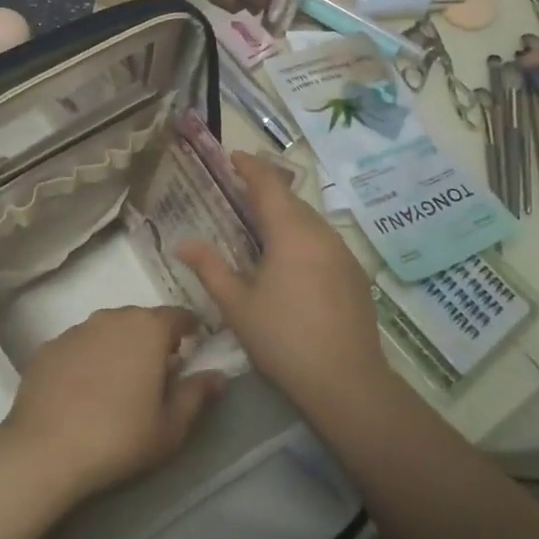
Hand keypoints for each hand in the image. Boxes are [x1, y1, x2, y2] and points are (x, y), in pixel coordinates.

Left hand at [2, 306, 225, 500]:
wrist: (45, 450)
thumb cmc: (120, 437)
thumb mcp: (171, 426)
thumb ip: (197, 395)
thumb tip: (218, 376)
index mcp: (148, 328)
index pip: (178, 316)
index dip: (189, 331)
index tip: (193, 350)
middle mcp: (112, 317)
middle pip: (141, 321)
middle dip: (152, 341)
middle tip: (156, 375)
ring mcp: (76, 329)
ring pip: (108, 331)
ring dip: (118, 348)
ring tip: (117, 384)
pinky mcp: (48, 347)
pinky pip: (78, 347)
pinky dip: (86, 360)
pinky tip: (82, 392)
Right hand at [176, 152, 392, 421]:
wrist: (347, 382)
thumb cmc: (283, 340)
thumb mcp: (237, 305)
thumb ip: (210, 267)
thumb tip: (183, 242)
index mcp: (291, 232)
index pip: (268, 184)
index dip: (250, 166)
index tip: (233, 156)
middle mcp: (321, 232)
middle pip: (291, 199)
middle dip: (267, 189)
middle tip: (240, 191)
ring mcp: (343, 252)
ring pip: (311, 219)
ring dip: (287, 214)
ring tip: (263, 225)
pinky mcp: (355, 274)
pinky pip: (325, 240)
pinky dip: (304, 236)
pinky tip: (293, 260)